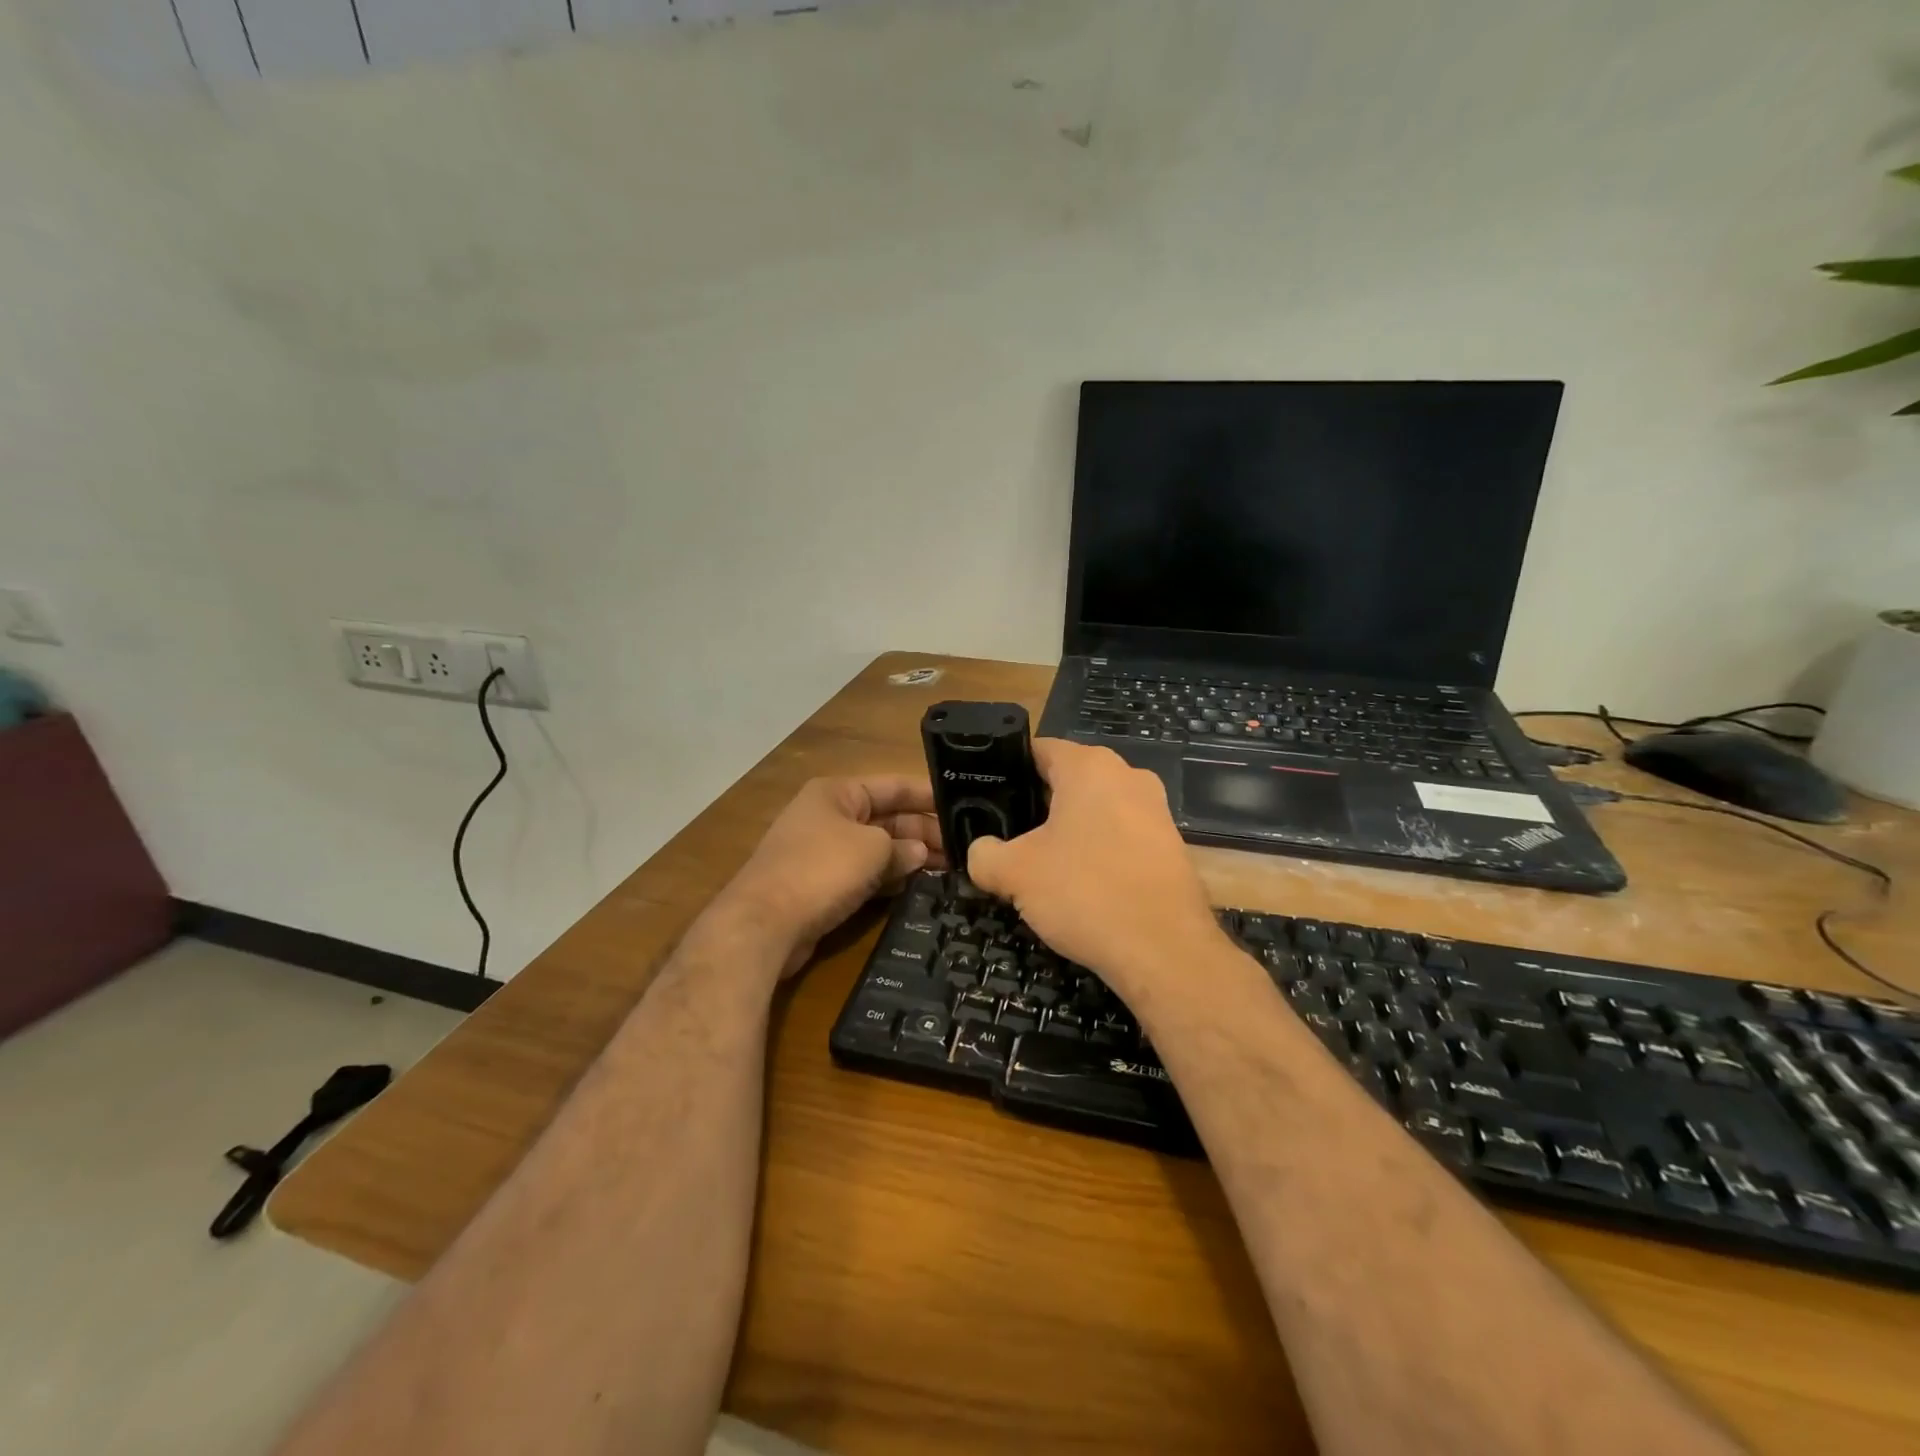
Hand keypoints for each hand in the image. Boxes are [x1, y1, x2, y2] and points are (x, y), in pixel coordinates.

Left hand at [713, 776, 946, 977]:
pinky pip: (864, 875)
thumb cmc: (821, 869)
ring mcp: (823, 852)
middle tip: (964, 849)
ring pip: (877, 849)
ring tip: (951, 870)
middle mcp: (829, 816)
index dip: (927, 795)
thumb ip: (903, 847)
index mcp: (837, 793)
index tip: (963, 806)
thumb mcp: (873, 849)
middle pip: (886, 818)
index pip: (892, 786)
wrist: (764, 924)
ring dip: (909, 858)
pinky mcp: (821, 885)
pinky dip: (889, 879)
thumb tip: (919, 853)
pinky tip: (917, 888)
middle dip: (923, 832)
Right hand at [967, 741, 1224, 997]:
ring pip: (1096, 812)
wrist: (1165, 951)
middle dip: (1037, 808)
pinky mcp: (1172, 847)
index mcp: (1089, 766)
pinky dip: (1099, 855)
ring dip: (1068, 834)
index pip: (1037, 750)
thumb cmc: (1085, 892)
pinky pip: (1121, 839)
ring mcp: (1156, 811)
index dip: (1006, 773)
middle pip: (1067, 781)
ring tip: (1042, 869)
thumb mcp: (1015, 873)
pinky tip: (1082, 888)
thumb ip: (984, 854)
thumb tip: (981, 852)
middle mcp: (1128, 776)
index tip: (987, 801)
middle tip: (1008, 840)